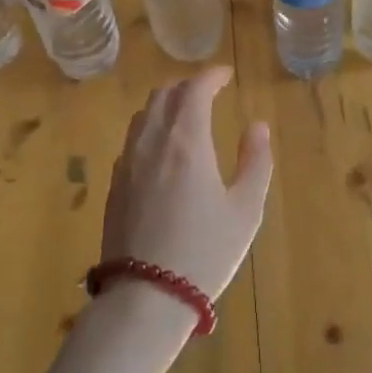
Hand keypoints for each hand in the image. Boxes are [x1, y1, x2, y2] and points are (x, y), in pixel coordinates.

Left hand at [101, 67, 273, 305]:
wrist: (145, 297)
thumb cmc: (204, 251)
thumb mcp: (245, 209)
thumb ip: (255, 161)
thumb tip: (256, 126)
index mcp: (186, 141)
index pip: (194, 89)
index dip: (211, 76)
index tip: (226, 75)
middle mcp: (152, 142)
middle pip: (164, 95)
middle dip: (187, 87)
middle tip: (208, 94)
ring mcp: (127, 163)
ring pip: (144, 115)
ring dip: (166, 105)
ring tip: (185, 117)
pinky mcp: (114, 185)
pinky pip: (132, 140)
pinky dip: (151, 129)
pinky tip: (162, 151)